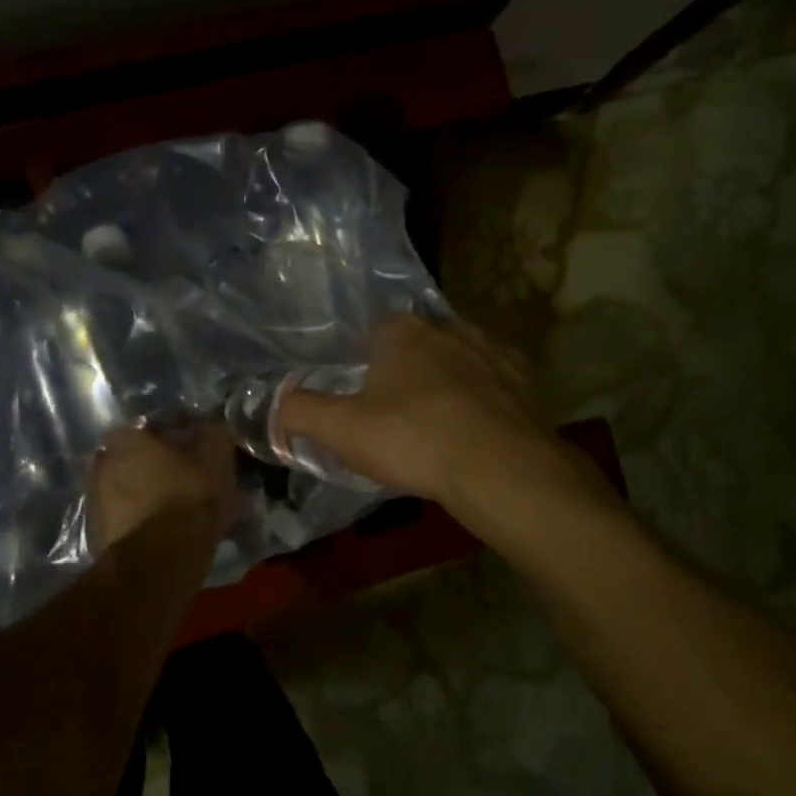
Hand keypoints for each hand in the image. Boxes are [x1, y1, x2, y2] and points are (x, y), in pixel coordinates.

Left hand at [88, 422, 236, 550]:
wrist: (158, 563)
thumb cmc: (188, 500)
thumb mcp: (216, 460)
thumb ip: (215, 435)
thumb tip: (213, 426)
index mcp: (127, 439)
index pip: (150, 425)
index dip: (173, 434)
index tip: (193, 447)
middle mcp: (104, 463)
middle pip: (135, 456)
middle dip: (156, 463)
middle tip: (184, 475)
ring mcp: (97, 499)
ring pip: (128, 487)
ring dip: (147, 491)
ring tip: (175, 505)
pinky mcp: (100, 532)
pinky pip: (125, 515)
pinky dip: (141, 517)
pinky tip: (164, 527)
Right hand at [277, 314, 573, 512]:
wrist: (498, 468)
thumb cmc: (412, 439)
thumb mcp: (341, 430)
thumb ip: (299, 412)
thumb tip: (271, 404)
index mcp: (402, 333)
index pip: (377, 328)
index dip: (366, 356)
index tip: (362, 390)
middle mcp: (449, 329)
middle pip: (419, 342)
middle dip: (408, 367)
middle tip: (396, 410)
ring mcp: (492, 352)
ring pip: (460, 359)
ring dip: (448, 380)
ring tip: (438, 421)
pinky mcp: (524, 380)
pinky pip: (495, 383)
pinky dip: (484, 398)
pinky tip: (477, 428)